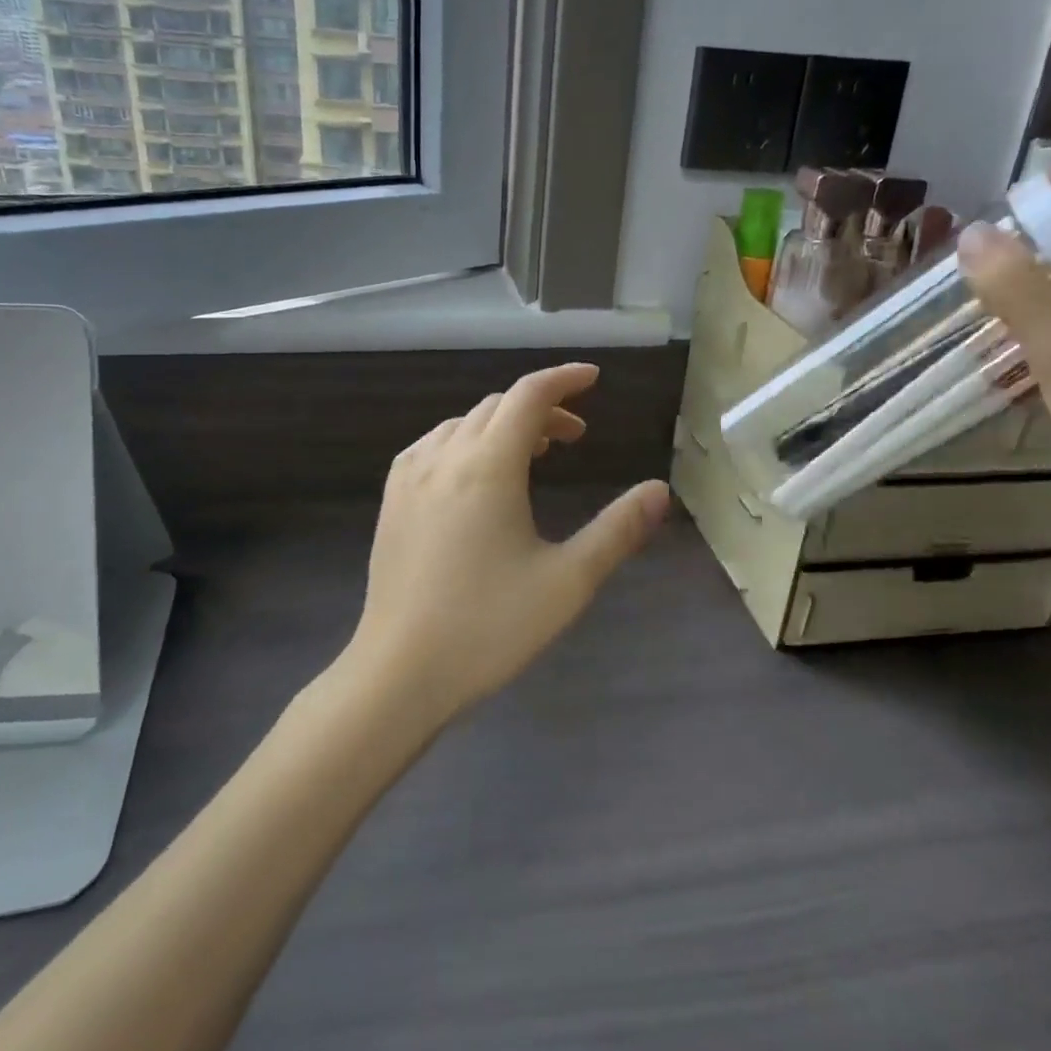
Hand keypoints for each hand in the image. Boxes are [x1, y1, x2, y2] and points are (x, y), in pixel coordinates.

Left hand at [346, 363, 669, 726]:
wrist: (400, 673)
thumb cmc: (489, 627)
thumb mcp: (567, 581)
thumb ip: (617, 530)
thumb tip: (659, 490)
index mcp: (488, 466)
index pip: (529, 395)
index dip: (564, 380)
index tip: (593, 378)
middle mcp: (445, 456)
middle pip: (498, 406)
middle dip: (541, 410)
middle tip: (575, 437)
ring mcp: (410, 476)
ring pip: (463, 424)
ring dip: (503, 425)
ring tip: (532, 455)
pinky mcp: (391, 500)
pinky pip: (433, 446)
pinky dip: (466, 441)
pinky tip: (475, 476)